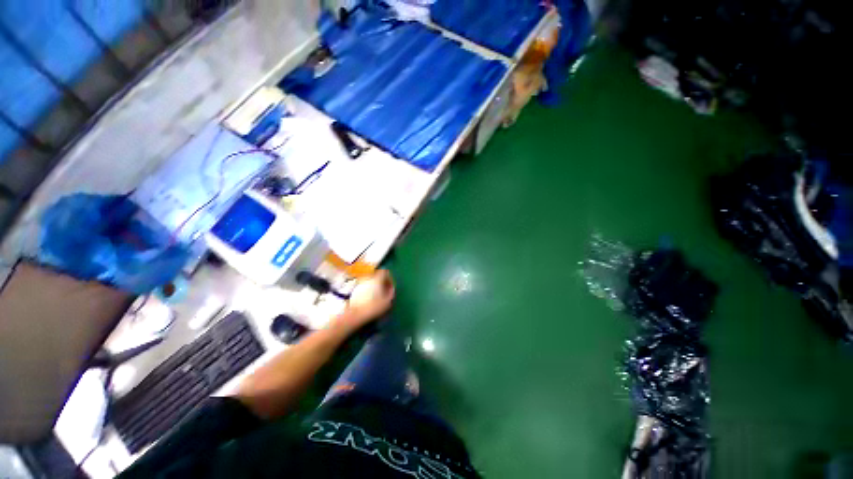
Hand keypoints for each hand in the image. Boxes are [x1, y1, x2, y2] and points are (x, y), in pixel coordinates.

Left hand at [337, 270, 394, 331]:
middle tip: (385, 292)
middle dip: (382, 282)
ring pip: (371, 281)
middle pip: (377, 275)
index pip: (385, 272)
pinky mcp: (355, 290)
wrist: (356, 314)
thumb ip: (391, 292)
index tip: (390, 287)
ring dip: (375, 286)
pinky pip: (365, 286)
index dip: (389, 278)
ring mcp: (361, 283)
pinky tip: (370, 300)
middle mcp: (368, 277)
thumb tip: (391, 288)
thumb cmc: (374, 306)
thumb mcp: (388, 300)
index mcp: (377, 278)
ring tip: (378, 297)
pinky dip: (369, 290)